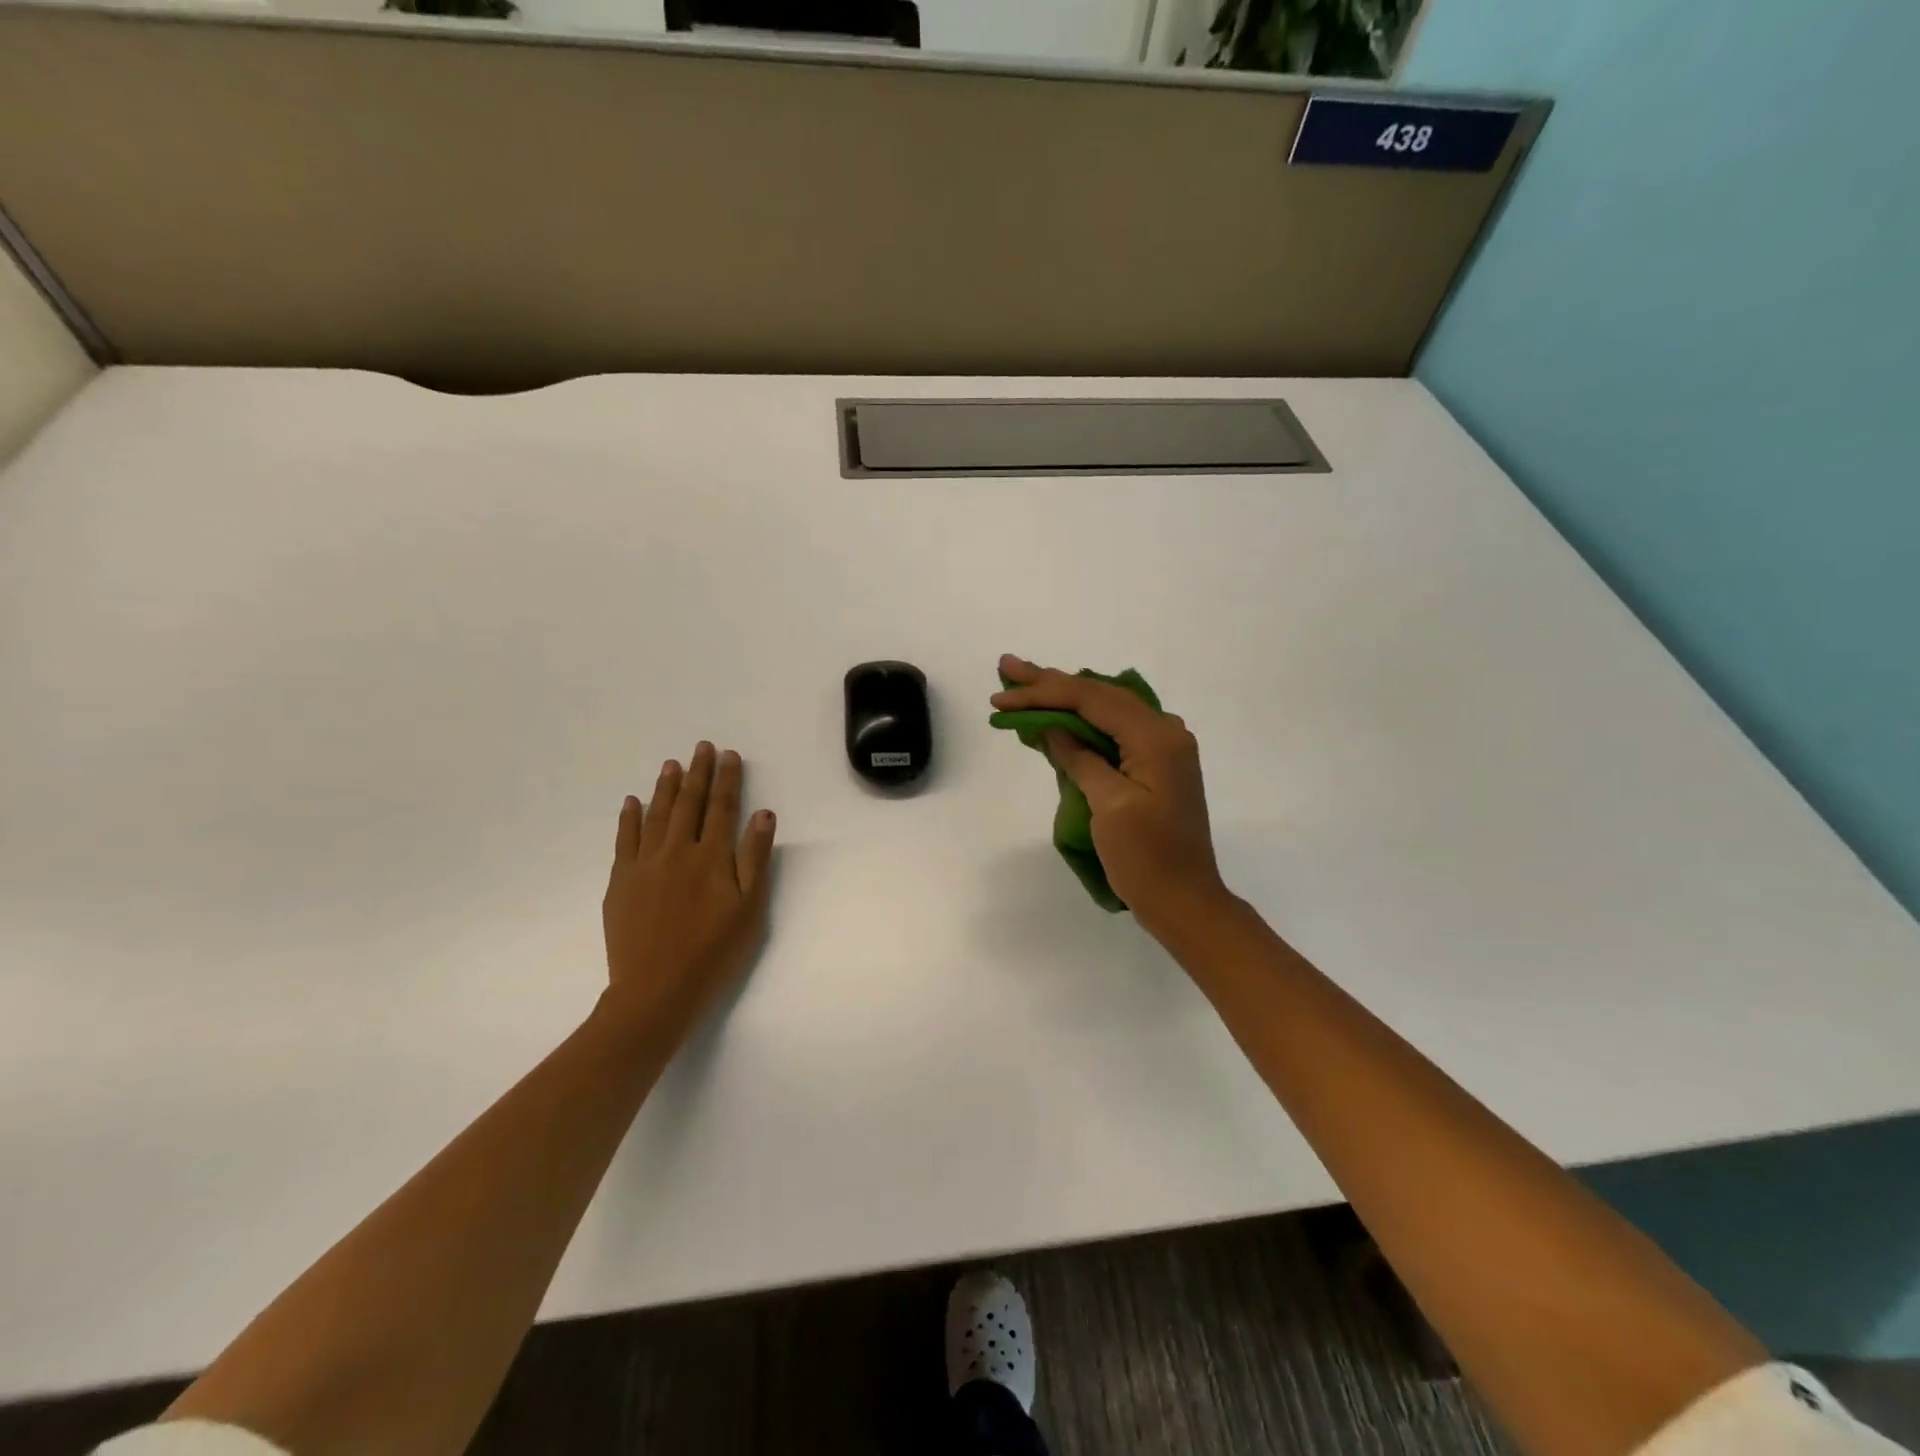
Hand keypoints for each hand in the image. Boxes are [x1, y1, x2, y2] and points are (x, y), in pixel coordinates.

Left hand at [601, 741, 776, 1038]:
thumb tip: (762, 814)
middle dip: (697, 773)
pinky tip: (633, 802)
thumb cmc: (714, 952)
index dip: (726, 779)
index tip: (729, 755)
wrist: (656, 990)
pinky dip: (630, 818)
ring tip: (671, 764)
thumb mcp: (750, 909)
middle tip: (701, 747)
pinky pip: (625, 840)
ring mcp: (644, 865)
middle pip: (688, 803)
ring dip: (665, 787)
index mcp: (712, 857)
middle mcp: (677, 851)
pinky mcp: (621, 882)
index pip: (721, 808)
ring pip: (657, 815)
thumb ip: (755, 858)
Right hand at [991, 655, 1231, 938]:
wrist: (1184, 902)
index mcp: (1156, 738)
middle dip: (1050, 684)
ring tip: (1022, 684)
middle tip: (1007, 668)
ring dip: (1063, 698)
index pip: (1092, 700)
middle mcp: (1164, 732)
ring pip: (1105, 711)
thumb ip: (1080, 759)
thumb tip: (1053, 728)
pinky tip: (1055, 716)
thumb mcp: (1109, 806)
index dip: (1044, 693)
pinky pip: (1112, 732)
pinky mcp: (1153, 767)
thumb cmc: (1147, 858)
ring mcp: (1161, 749)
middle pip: (1099, 696)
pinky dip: (1080, 723)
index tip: (1002, 696)